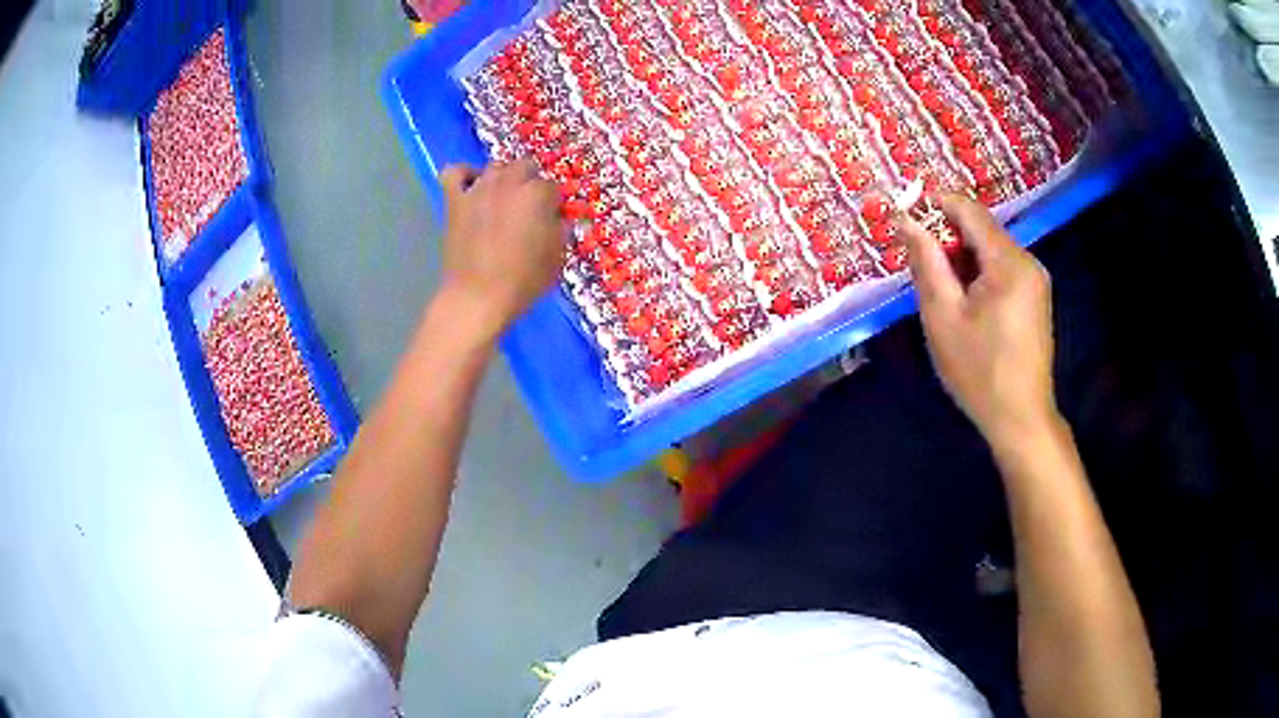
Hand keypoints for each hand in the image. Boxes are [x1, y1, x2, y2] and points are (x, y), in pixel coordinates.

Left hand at [437, 159, 567, 339]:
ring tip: (504, 199)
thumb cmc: (523, 282)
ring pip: (496, 166)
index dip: (553, 204)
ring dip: (503, 178)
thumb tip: (558, 219)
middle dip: (531, 183)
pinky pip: (454, 173)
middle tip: (530, 209)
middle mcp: (509, 183)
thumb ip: (560, 231)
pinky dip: (463, 174)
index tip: (552, 221)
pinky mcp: (455, 201)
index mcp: (538, 195)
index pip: (552, 187)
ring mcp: (479, 189)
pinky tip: (471, 186)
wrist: (478, 298)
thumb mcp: (557, 258)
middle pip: (525, 167)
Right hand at [898, 193, 1057, 447]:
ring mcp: (1035, 280)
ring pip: (990, 250)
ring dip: (961, 260)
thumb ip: (926, 262)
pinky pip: (1001, 269)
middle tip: (919, 268)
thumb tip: (907, 220)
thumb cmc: (979, 372)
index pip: (969, 210)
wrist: (1020, 418)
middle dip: (947, 239)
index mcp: (1008, 262)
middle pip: (981, 229)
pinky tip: (965, 305)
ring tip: (941, 293)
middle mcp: (1027, 261)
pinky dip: (978, 275)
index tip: (905, 218)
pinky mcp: (1035, 297)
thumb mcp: (943, 316)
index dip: (935, 205)